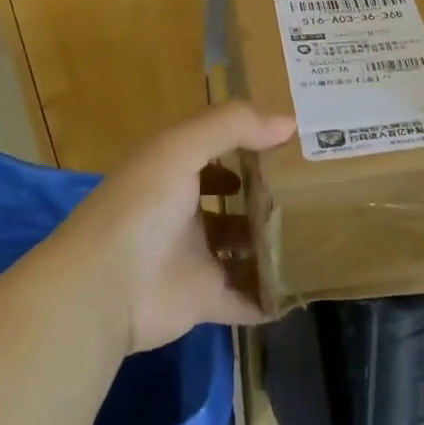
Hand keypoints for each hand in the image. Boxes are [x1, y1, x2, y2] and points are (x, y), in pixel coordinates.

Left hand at [59, 101, 294, 353]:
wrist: (103, 289)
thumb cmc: (140, 207)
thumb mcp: (180, 148)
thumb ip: (232, 126)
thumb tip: (289, 124)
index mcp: (173, 174)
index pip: (216, 152)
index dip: (250, 143)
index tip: (293, 142)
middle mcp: (183, 214)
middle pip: (234, 202)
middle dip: (268, 195)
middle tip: (317, 189)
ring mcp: (194, 259)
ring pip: (242, 249)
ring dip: (272, 243)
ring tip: (320, 231)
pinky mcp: (204, 300)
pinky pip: (247, 298)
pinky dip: (271, 295)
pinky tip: (306, 283)